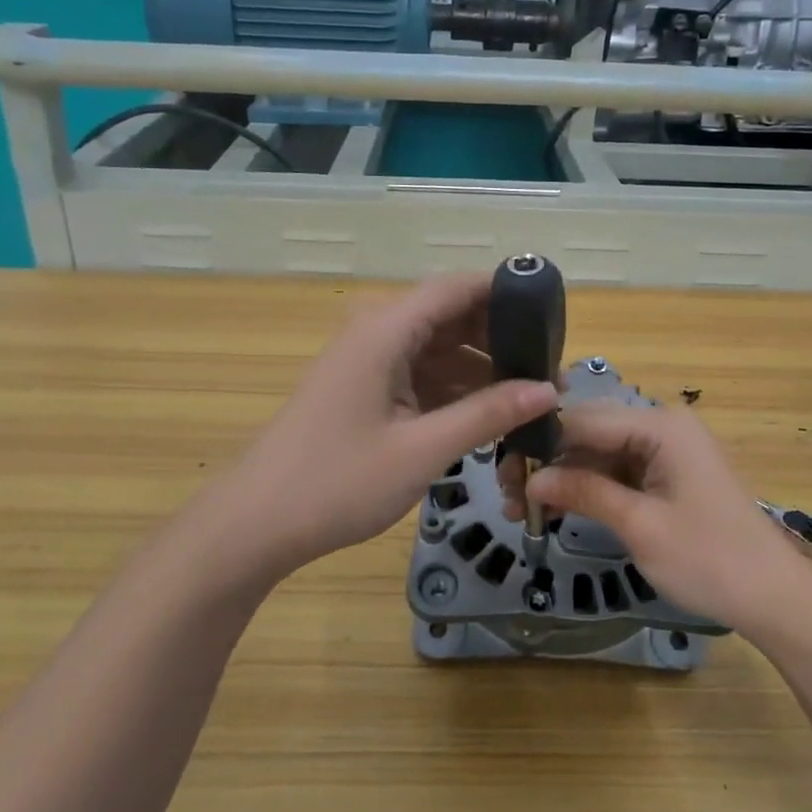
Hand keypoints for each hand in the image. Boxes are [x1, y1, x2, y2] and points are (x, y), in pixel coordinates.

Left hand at [203, 273, 556, 583]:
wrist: (256, 524)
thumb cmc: (337, 482)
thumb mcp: (422, 449)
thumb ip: (487, 414)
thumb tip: (548, 390)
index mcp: (386, 330)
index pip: (458, 288)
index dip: (507, 293)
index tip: (555, 316)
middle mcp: (377, 334)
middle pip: (451, 317)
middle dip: (501, 339)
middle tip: (552, 370)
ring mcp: (368, 364)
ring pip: (438, 350)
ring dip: (481, 370)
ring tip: (532, 397)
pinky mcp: (364, 392)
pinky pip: (420, 377)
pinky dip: (454, 391)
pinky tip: (489, 416)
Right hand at [524, 404, 810, 637]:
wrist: (776, 598)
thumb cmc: (710, 559)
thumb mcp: (640, 526)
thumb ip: (584, 492)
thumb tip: (532, 479)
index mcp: (660, 426)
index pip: (583, 419)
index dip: (540, 443)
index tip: (504, 472)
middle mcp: (663, 427)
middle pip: (590, 433)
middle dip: (550, 463)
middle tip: (511, 497)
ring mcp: (668, 451)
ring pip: (601, 454)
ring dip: (567, 479)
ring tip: (528, 510)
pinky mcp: (670, 475)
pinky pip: (620, 471)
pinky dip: (592, 489)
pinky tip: (560, 509)